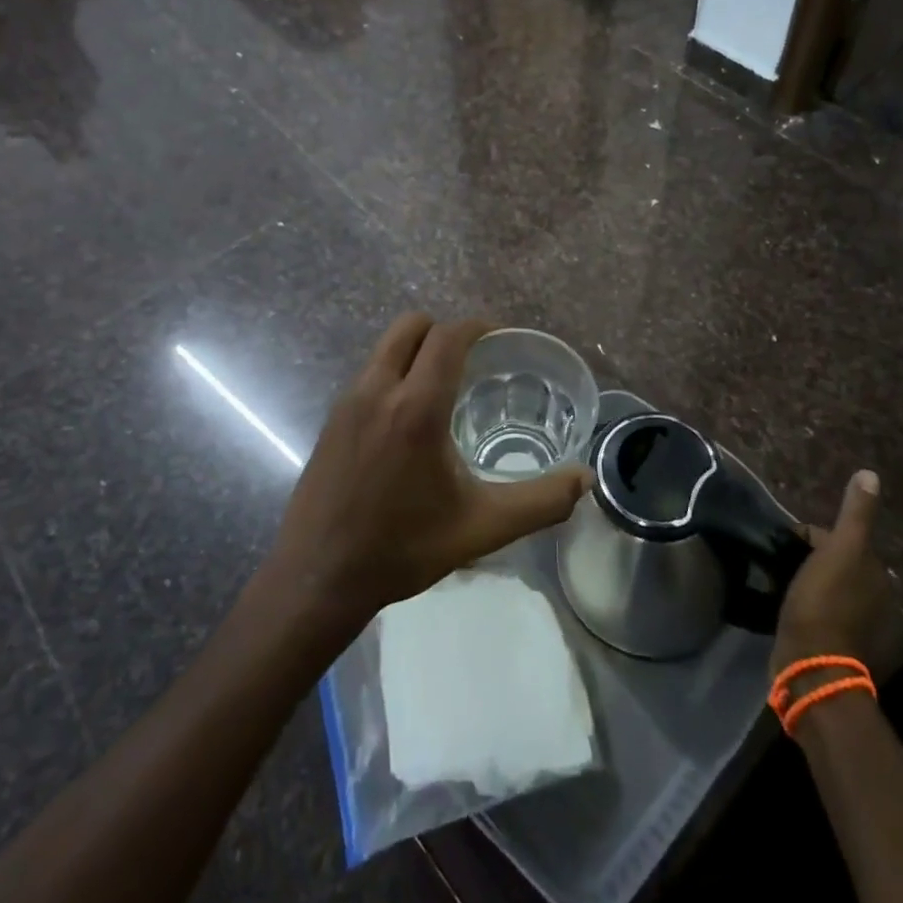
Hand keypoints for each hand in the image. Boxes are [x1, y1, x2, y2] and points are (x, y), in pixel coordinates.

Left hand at [266, 314, 593, 626]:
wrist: (317, 577)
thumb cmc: (403, 548)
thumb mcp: (481, 528)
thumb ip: (540, 501)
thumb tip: (585, 479)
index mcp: (416, 407)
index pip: (448, 337)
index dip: (477, 326)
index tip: (500, 338)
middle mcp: (378, 390)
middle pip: (411, 325)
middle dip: (444, 330)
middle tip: (472, 359)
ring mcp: (348, 402)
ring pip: (386, 347)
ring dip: (416, 351)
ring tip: (443, 387)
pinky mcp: (331, 419)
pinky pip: (369, 374)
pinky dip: (394, 374)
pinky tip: (407, 420)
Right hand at [770, 470, 889, 677]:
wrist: (812, 664)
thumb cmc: (823, 601)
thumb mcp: (840, 550)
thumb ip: (855, 514)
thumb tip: (870, 474)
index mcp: (877, 575)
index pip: (841, 540)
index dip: (812, 537)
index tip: (786, 544)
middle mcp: (877, 601)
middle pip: (837, 565)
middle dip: (812, 560)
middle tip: (782, 563)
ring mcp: (860, 628)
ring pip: (829, 590)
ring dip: (810, 584)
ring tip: (781, 584)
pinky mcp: (840, 649)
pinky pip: (822, 614)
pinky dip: (809, 609)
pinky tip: (790, 610)